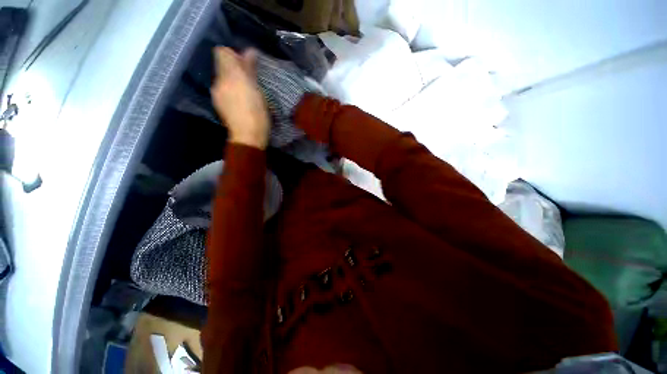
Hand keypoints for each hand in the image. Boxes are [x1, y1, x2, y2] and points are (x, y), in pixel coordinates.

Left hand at [212, 47, 269, 148]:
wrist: (247, 137)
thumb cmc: (257, 114)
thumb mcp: (257, 91)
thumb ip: (251, 70)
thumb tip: (250, 52)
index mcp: (230, 76)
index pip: (222, 52)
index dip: (234, 55)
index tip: (246, 64)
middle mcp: (219, 82)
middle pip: (222, 66)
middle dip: (235, 69)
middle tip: (250, 79)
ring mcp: (217, 94)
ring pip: (223, 79)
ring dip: (233, 81)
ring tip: (247, 93)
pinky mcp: (219, 105)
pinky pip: (223, 90)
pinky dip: (231, 91)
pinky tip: (241, 102)